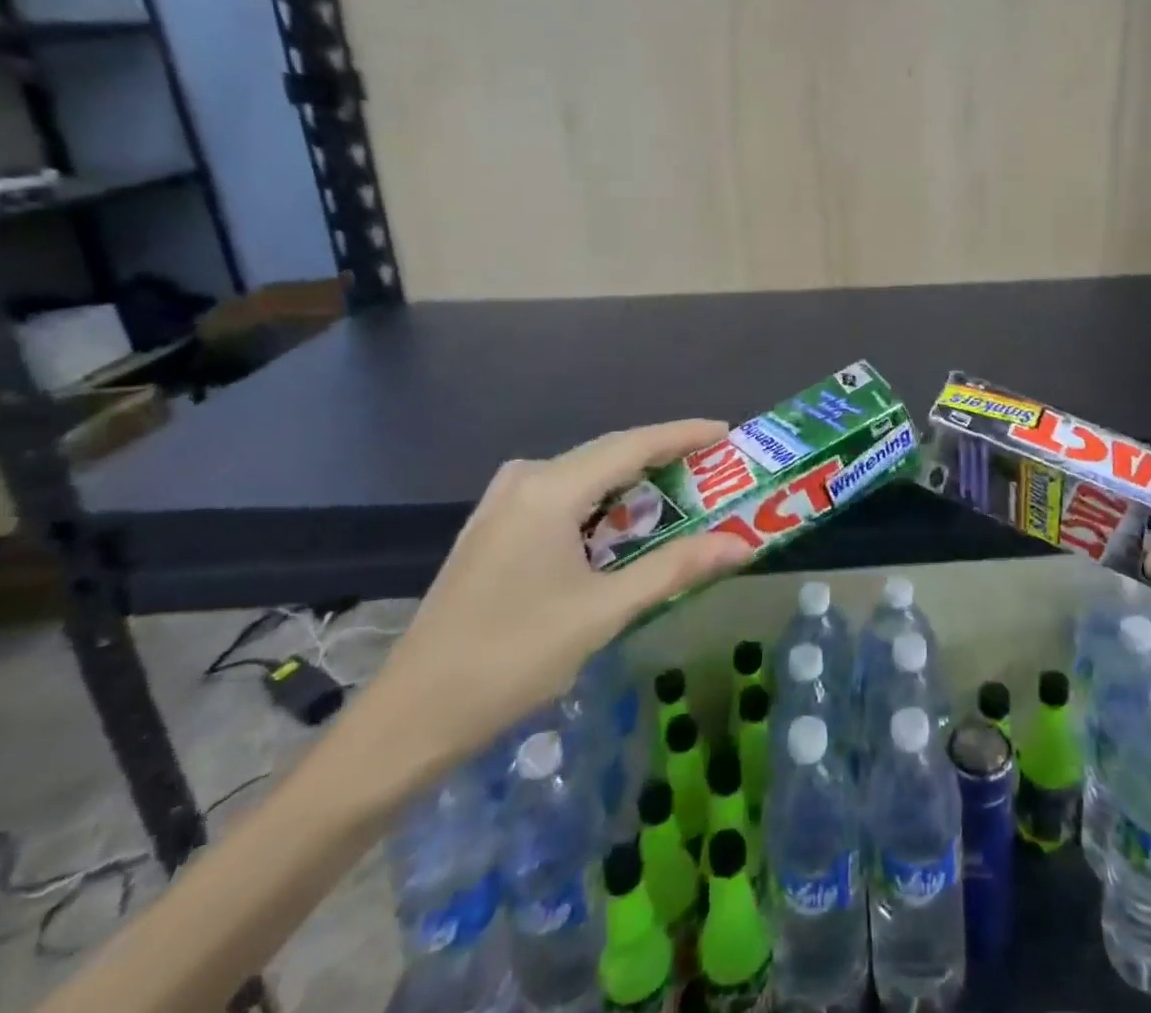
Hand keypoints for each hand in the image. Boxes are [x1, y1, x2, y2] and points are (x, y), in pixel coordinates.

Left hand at [363, 420, 753, 779]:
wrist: (409, 719)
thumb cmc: (512, 659)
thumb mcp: (603, 612)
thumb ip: (675, 568)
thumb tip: (741, 546)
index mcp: (550, 489)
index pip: (632, 445)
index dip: (682, 434)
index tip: (725, 432)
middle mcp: (524, 480)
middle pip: (608, 453)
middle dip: (662, 457)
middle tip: (711, 467)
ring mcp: (501, 502)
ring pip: (583, 474)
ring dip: (631, 481)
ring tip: (677, 491)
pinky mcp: (492, 528)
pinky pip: (560, 494)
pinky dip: (600, 501)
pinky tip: (619, 522)